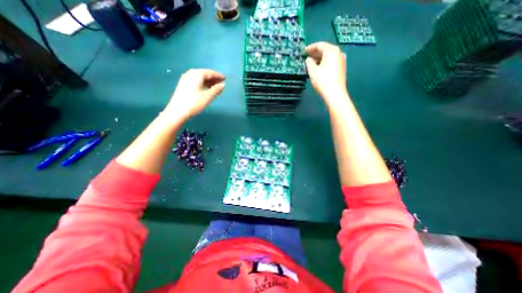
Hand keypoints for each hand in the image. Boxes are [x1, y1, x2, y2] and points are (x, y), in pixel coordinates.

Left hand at [163, 68, 224, 119]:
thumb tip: (223, 84)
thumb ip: (216, 89)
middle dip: (214, 78)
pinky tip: (207, 89)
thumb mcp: (208, 96)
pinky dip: (203, 84)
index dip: (218, 76)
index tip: (225, 78)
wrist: (177, 111)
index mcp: (197, 74)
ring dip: (209, 82)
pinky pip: (196, 82)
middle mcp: (190, 73)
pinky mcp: (183, 85)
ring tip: (216, 87)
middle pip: (205, 74)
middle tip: (222, 83)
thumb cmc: (194, 103)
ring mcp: (185, 79)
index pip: (210, 72)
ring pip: (200, 78)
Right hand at [305, 41, 347, 102]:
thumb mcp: (313, 71)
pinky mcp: (342, 68)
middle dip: (315, 53)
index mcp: (331, 51)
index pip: (319, 45)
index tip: (304, 51)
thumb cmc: (322, 81)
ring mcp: (342, 60)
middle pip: (325, 49)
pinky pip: (332, 61)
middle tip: (307, 57)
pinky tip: (319, 68)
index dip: (310, 48)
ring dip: (320, 58)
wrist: (335, 93)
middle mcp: (338, 53)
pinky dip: (325, 62)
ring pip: (329, 56)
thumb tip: (308, 59)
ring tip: (312, 63)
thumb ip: (309, 63)